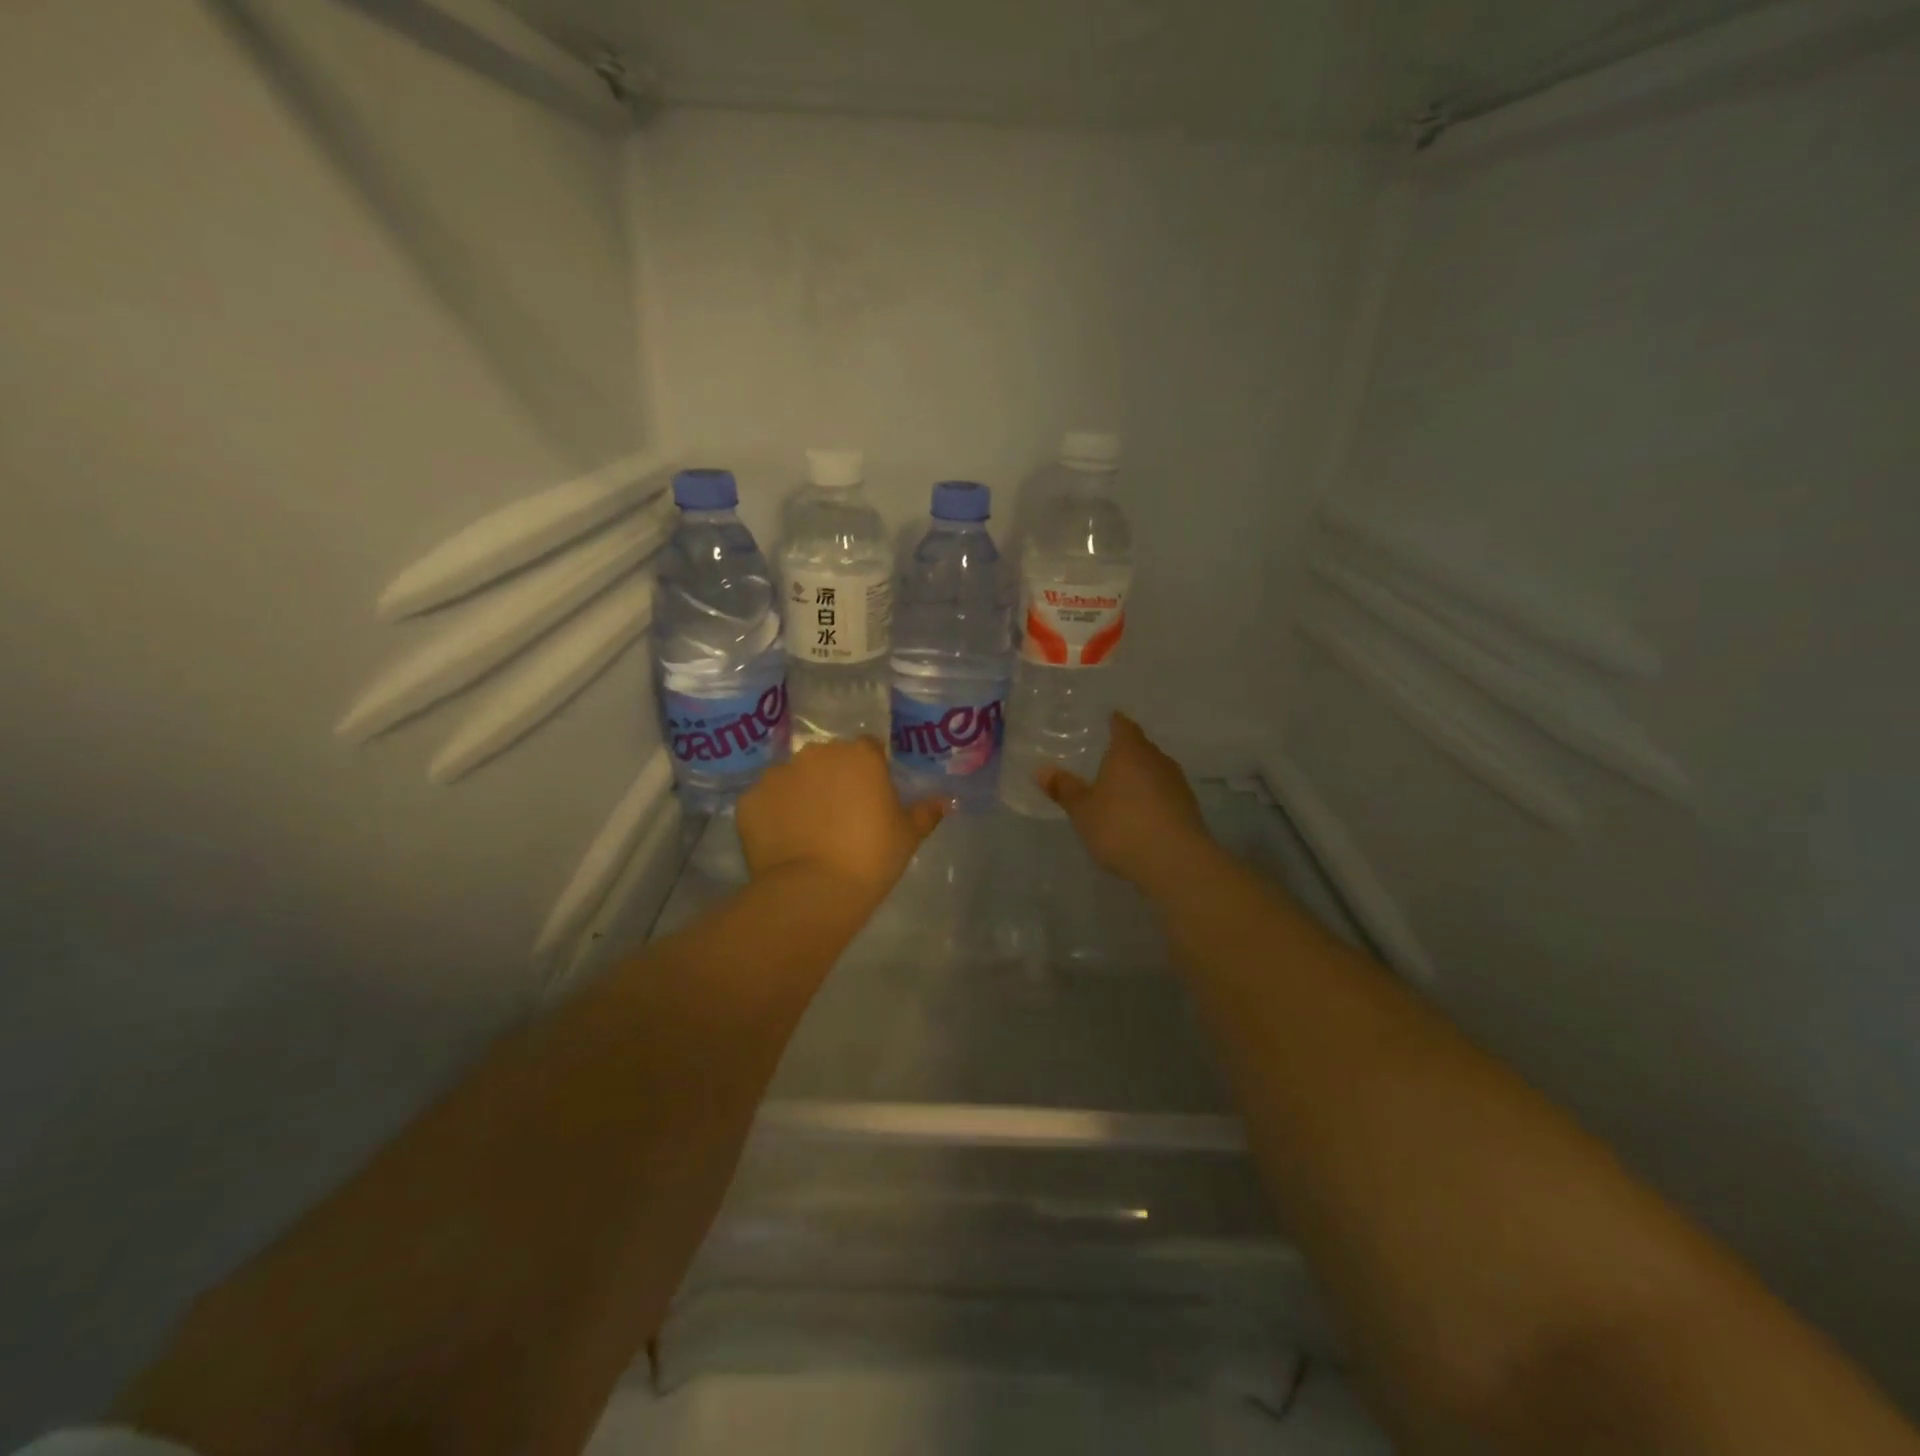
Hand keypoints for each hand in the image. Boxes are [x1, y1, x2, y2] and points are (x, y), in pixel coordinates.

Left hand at [737, 738, 943, 899]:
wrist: (813, 890)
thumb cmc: (871, 857)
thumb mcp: (908, 836)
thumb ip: (926, 812)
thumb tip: (945, 801)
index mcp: (859, 755)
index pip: (868, 750)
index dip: (870, 772)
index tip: (871, 798)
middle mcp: (816, 754)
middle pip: (827, 759)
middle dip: (833, 779)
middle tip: (840, 816)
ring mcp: (778, 774)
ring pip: (793, 778)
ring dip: (800, 794)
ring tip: (807, 831)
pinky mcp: (750, 799)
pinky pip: (765, 801)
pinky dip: (772, 815)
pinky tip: (782, 842)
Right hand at [1039, 714, 1217, 891]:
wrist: (1176, 862)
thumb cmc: (1121, 826)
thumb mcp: (1083, 810)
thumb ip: (1064, 789)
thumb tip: (1041, 770)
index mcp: (1130, 751)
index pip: (1123, 726)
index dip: (1113, 722)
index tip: (1105, 721)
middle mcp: (1157, 760)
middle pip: (1140, 748)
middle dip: (1124, 752)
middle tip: (1104, 758)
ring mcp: (1177, 784)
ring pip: (1154, 771)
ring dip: (1139, 778)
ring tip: (1119, 789)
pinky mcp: (1189, 809)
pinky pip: (1164, 794)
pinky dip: (1151, 798)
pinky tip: (1139, 814)